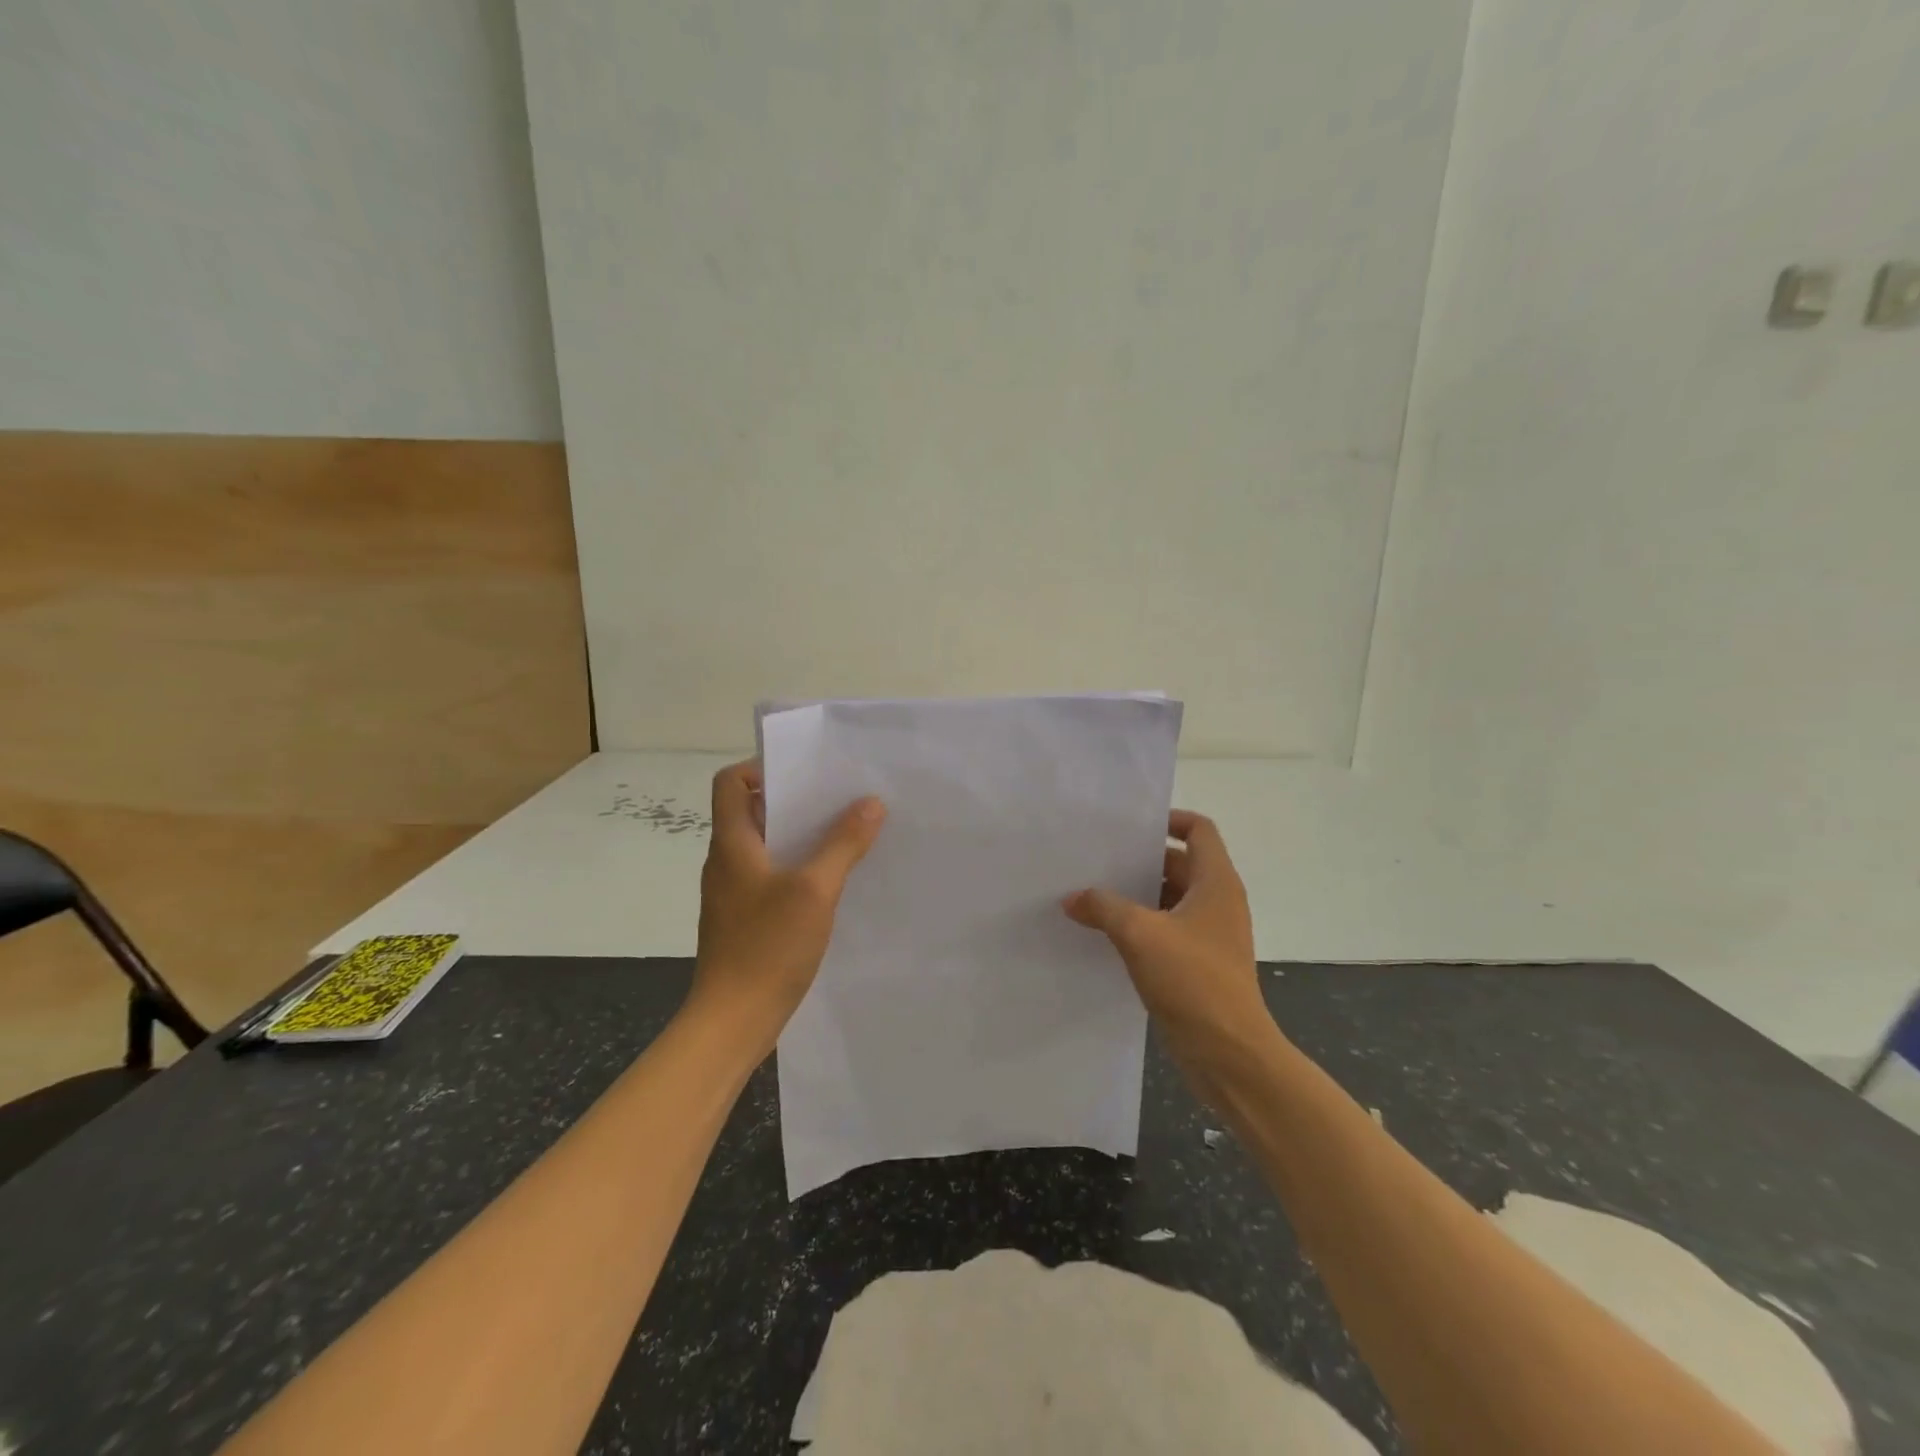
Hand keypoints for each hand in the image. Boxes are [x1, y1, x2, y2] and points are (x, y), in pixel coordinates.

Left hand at [691, 759, 885, 1054]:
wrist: (733, 1021)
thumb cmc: (767, 947)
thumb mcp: (814, 890)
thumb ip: (843, 844)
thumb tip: (871, 803)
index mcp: (731, 844)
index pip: (730, 782)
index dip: (761, 768)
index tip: (805, 773)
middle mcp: (726, 861)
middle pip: (752, 811)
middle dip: (795, 801)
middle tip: (839, 799)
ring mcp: (733, 893)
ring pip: (766, 846)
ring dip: (800, 836)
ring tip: (845, 834)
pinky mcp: (745, 919)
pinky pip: (771, 877)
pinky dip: (798, 868)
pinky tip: (832, 882)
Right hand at [1063, 811, 1273, 1100]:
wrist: (1230, 1054)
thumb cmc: (1193, 981)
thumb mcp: (1140, 934)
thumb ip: (1103, 907)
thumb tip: (1073, 897)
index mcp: (1216, 882)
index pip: (1199, 830)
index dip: (1169, 819)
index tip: (1130, 827)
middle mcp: (1218, 902)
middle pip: (1180, 863)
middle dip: (1141, 860)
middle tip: (1097, 859)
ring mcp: (1210, 935)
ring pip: (1170, 899)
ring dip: (1137, 895)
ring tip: (1092, 893)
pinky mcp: (1199, 964)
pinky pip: (1167, 930)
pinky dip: (1141, 926)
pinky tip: (1105, 934)